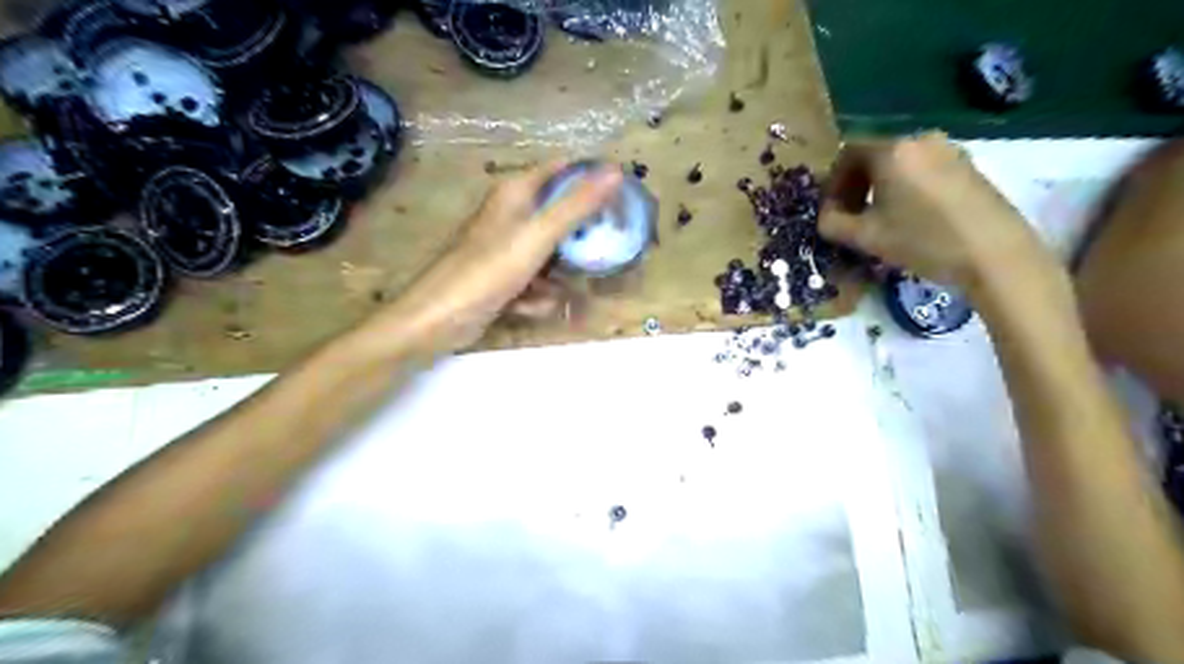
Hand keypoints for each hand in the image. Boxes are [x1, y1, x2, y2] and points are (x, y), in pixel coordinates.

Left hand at [363, 159, 619, 351]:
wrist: (439, 319)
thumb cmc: (488, 270)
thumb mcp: (539, 236)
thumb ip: (576, 205)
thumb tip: (615, 172)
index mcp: (516, 193)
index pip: (562, 170)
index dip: (590, 180)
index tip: (620, 200)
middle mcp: (510, 214)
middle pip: (558, 216)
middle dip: (579, 238)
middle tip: (601, 252)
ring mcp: (505, 247)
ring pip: (550, 253)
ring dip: (558, 274)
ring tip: (560, 289)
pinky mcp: (502, 276)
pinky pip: (534, 279)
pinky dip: (536, 293)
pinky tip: (530, 306)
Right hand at [816, 130, 1053, 292]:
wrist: (994, 254)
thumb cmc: (923, 241)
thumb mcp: (866, 237)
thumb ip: (833, 223)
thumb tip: (826, 215)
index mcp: (892, 151)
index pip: (847, 152)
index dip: (833, 181)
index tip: (831, 209)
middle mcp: (920, 140)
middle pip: (875, 155)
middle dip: (856, 184)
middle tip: (850, 215)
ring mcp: (949, 150)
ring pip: (900, 163)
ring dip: (880, 187)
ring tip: (879, 219)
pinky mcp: (969, 165)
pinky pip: (923, 168)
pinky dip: (906, 187)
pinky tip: (909, 216)